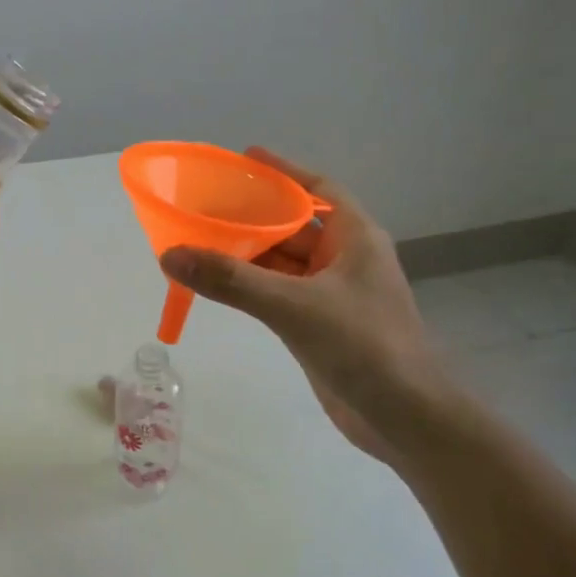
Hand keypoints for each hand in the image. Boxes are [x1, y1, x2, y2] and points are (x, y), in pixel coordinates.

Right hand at [158, 148, 453, 465]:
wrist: (404, 417)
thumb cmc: (362, 344)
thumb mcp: (293, 305)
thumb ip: (231, 280)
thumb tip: (171, 255)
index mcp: (355, 237)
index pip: (319, 188)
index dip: (284, 171)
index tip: (245, 159)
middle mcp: (346, 259)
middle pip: (294, 225)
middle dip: (254, 215)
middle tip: (207, 204)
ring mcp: (333, 294)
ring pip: (284, 263)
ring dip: (248, 254)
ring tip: (202, 239)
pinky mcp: (320, 325)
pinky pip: (280, 293)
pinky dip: (252, 286)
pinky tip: (220, 283)